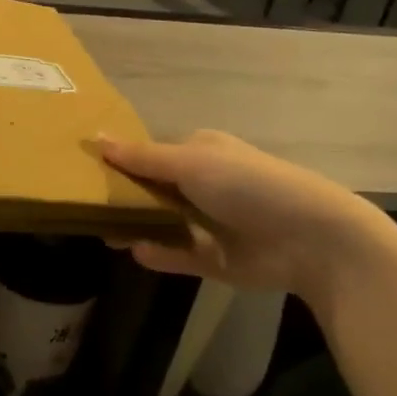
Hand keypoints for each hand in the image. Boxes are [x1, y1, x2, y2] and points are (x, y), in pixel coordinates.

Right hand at [98, 130, 387, 303]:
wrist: (311, 239)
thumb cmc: (248, 185)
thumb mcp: (191, 163)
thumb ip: (142, 157)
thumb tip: (95, 137)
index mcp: (201, 152)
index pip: (152, 154)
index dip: (121, 161)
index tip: (85, 171)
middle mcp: (203, 185)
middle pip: (152, 190)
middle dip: (122, 197)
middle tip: (85, 206)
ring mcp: (208, 223)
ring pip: (160, 224)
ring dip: (134, 227)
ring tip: (102, 233)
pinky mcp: (213, 258)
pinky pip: (176, 255)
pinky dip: (158, 254)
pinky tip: (136, 253)